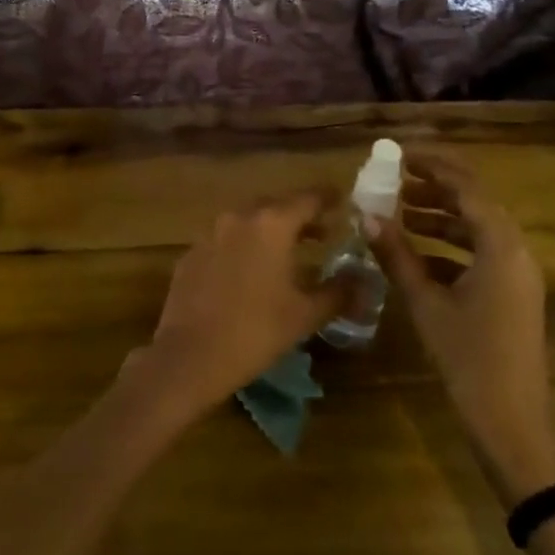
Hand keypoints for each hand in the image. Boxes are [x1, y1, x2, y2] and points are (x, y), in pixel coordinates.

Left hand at [128, 192, 345, 421]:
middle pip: (276, 205)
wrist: (190, 355)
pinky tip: (251, 270)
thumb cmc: (256, 331)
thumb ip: (338, 292)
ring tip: (290, 251)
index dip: (328, 199)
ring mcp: (210, 232)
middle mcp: (239, 217)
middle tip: (322, 232)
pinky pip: (225, 238)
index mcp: (271, 223)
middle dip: (300, 215)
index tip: (344, 202)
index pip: (308, 198)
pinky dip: (244, 245)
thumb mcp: (305, 314)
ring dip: (270, 229)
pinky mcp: (192, 252)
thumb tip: (363, 280)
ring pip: (248, 219)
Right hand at [372, 147, 554, 503]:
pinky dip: (449, 246)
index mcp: (501, 247)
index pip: (466, 188)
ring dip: (441, 216)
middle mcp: (515, 252)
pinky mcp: (512, 295)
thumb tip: (366, 215)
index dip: (432, 167)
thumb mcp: (426, 304)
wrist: (513, 426)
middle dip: (435, 188)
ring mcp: (517, 275)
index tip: (399, 155)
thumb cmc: (469, 360)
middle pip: (475, 203)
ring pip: (477, 229)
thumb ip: (397, 255)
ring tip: (399, 212)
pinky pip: (480, 253)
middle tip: (395, 179)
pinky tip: (416, 254)